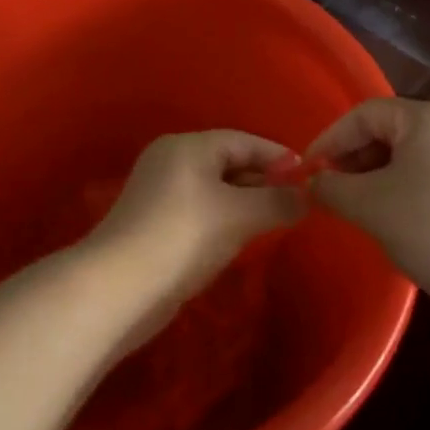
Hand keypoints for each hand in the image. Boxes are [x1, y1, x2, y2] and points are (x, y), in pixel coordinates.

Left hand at [84, 130, 304, 333]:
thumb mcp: (239, 215)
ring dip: (245, 202)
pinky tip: (241, 238)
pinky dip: (224, 218)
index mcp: (188, 146)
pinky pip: (201, 210)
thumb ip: (277, 201)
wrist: (120, 288)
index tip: (309, 175)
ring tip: (276, 219)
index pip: (243, 141)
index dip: (277, 156)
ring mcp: (160, 193)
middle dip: (263, 180)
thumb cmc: (184, 236)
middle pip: (228, 162)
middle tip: (297, 201)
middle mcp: (171, 161)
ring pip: (215, 189)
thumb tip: (306, 196)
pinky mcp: (155, 223)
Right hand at [304, 98, 429, 316]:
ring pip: (409, 150)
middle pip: (388, 129)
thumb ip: (332, 187)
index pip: (364, 115)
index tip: (307, 171)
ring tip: (357, 204)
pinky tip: (392, 211)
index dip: (330, 140)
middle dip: (353, 157)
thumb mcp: (370, 206)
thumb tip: (314, 182)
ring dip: (376, 172)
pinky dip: (403, 182)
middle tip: (331, 189)